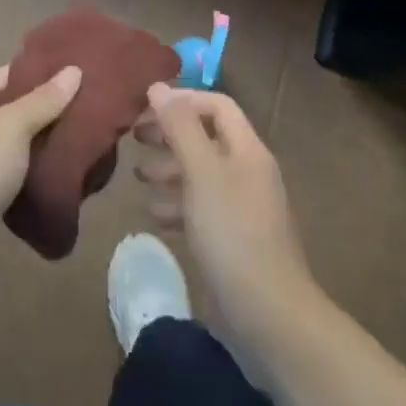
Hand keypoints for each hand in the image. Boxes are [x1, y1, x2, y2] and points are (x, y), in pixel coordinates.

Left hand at [0, 63, 82, 289]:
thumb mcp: (12, 128)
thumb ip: (43, 100)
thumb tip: (74, 69)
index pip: (11, 74)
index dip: (44, 72)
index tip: (81, 74)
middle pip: (14, 109)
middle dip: (48, 111)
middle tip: (90, 111)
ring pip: (15, 145)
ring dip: (42, 146)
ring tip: (83, 142)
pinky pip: (12, 175)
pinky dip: (33, 175)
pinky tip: (61, 176)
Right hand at [134, 84, 316, 356]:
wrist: (270, 318)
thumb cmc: (232, 234)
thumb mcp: (201, 172)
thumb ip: (180, 127)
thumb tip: (158, 87)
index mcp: (247, 150)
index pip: (216, 105)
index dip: (182, 100)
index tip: (146, 108)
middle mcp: (247, 172)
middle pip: (206, 137)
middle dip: (170, 133)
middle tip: (134, 138)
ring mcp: (242, 209)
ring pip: (200, 174)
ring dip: (169, 169)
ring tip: (138, 176)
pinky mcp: (233, 241)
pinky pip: (201, 208)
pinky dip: (177, 204)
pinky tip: (155, 214)